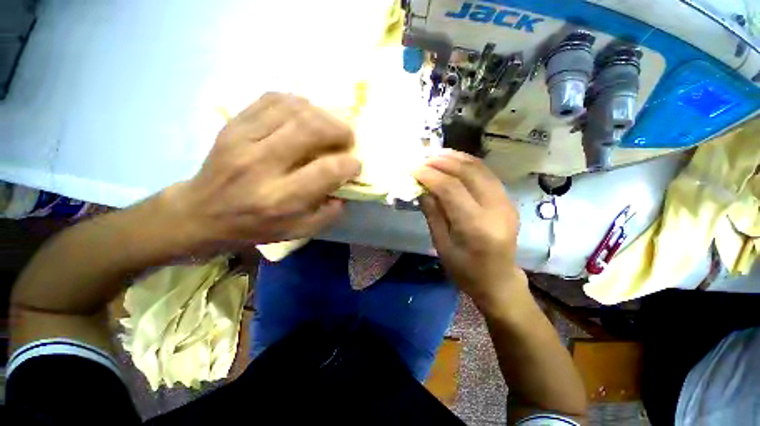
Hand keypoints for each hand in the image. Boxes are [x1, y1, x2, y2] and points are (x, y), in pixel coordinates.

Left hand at [165, 93, 360, 248]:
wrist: (201, 213)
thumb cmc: (254, 226)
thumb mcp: (297, 231)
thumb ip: (327, 214)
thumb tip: (346, 189)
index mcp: (279, 198)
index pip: (325, 171)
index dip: (348, 164)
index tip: (355, 164)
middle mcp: (260, 165)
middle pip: (309, 129)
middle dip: (339, 129)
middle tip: (348, 137)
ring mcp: (242, 139)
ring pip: (292, 109)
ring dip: (321, 114)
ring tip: (330, 125)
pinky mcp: (232, 124)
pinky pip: (271, 100)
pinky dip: (296, 102)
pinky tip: (305, 114)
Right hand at [414, 150, 523, 306]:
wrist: (498, 281)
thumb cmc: (465, 270)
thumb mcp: (441, 245)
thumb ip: (433, 213)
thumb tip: (422, 188)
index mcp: (476, 226)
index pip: (450, 188)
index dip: (429, 175)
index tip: (412, 168)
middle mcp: (495, 209)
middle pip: (467, 172)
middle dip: (442, 161)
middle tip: (422, 157)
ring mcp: (506, 202)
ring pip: (480, 168)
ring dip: (456, 158)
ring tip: (435, 154)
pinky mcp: (507, 200)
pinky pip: (486, 174)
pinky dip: (468, 164)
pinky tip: (454, 161)